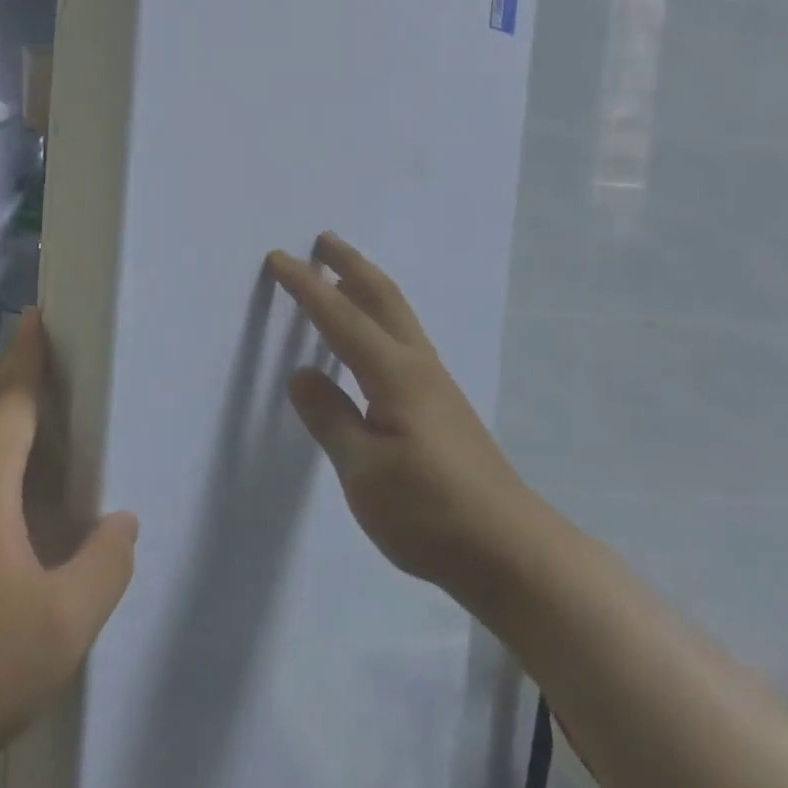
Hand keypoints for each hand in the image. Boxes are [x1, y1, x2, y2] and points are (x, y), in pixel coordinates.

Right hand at [266, 234, 534, 605]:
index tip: (279, 258)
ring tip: (344, 273)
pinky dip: (381, 315)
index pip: (341, 318)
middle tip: (322, 239)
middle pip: (381, 297)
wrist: (509, 548)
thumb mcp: (365, 473)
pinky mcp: (443, 403)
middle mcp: (418, 365)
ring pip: (398, 315)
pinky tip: (374, 336)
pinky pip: (404, 337)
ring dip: (368, 285)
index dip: (307, 287)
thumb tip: (302, 375)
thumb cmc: (430, 512)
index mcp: (395, 375)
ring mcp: (436, 383)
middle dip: (350, 264)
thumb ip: (331, 418)